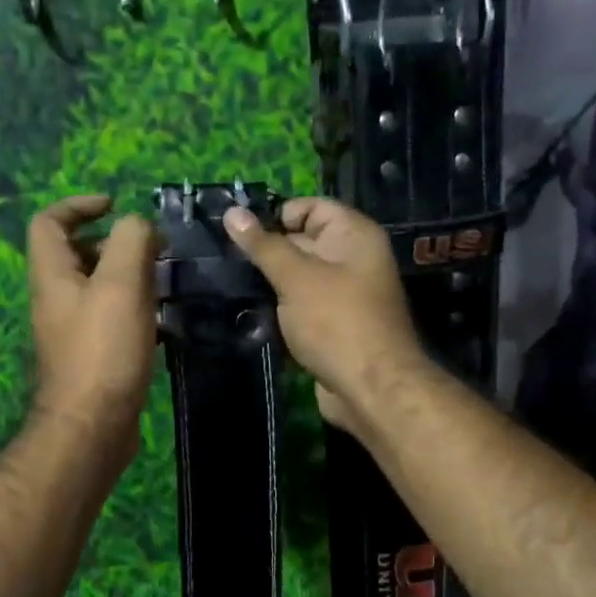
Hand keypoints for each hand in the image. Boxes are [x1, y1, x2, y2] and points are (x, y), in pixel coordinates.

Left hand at [27, 195, 158, 454]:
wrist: (93, 426)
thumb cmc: (104, 350)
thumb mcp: (120, 283)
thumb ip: (131, 241)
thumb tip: (140, 226)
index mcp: (52, 275)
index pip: (49, 222)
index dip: (78, 204)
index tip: (116, 206)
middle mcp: (56, 299)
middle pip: (77, 254)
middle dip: (115, 243)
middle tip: (154, 250)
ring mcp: (73, 331)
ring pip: (98, 288)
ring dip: (129, 277)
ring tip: (165, 281)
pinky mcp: (92, 357)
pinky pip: (111, 319)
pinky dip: (135, 310)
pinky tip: (163, 320)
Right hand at [223, 197, 423, 431]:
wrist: (371, 389)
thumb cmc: (336, 322)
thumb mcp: (295, 277)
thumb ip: (263, 246)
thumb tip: (232, 212)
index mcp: (354, 236)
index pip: (312, 208)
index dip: (277, 215)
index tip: (240, 234)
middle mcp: (353, 260)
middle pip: (304, 242)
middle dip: (267, 251)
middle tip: (224, 260)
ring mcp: (345, 296)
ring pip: (299, 278)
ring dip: (270, 283)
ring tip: (230, 284)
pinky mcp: (334, 326)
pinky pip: (302, 307)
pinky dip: (281, 309)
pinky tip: (249, 313)